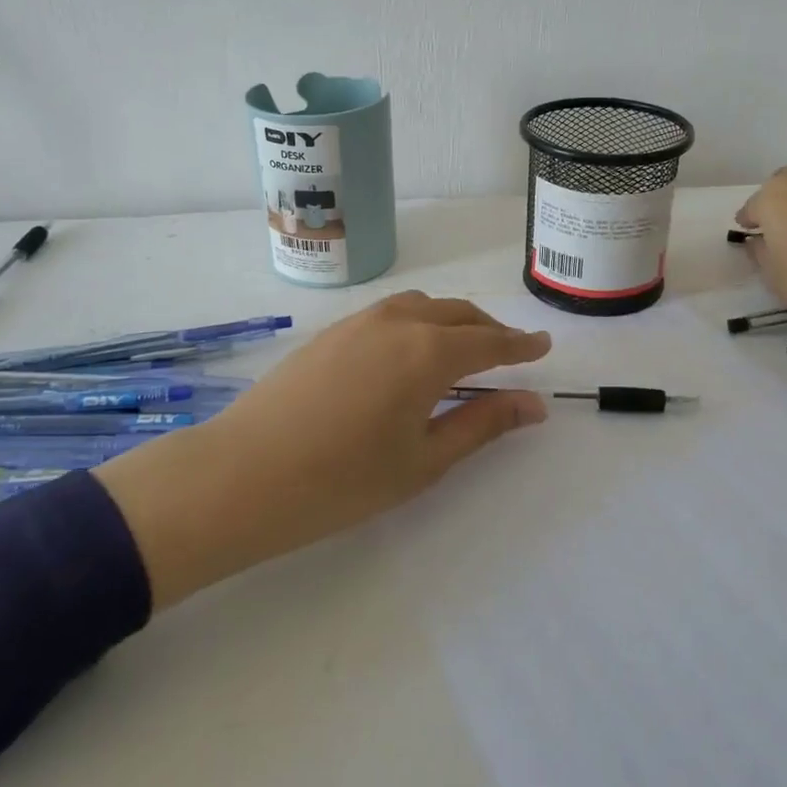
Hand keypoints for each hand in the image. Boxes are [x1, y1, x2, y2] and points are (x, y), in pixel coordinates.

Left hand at [95, 293, 551, 606]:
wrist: (243, 474)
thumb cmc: (342, 480)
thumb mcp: (424, 460)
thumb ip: (482, 424)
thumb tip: (534, 405)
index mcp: (428, 353)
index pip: (490, 342)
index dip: (521, 346)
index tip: (543, 346)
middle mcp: (397, 323)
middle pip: (458, 314)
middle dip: (489, 330)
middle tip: (509, 354)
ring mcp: (359, 322)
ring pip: (422, 306)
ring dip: (452, 322)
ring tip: (461, 352)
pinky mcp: (330, 332)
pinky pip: (389, 313)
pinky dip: (417, 322)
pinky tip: (408, 354)